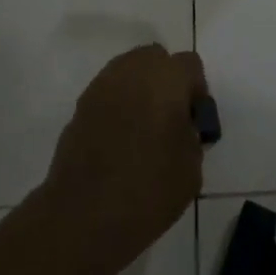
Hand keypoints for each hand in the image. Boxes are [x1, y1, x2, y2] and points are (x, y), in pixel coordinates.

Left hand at [40, 44, 206, 274]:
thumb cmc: (150, 190)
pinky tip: (119, 140)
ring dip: (139, 89)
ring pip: (127, 71)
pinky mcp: (79, 107)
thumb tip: (181, 128)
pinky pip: (107, 94)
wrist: (85, 215)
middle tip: (169, 117)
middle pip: (154, 58)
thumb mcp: (192, 167)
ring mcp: (100, 87)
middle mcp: (132, 72)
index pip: (189, 64)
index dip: (196, 90)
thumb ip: (191, 135)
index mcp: (166, 79)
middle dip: (166, 80)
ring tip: (142, 128)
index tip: (194, 120)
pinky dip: (117, 106)